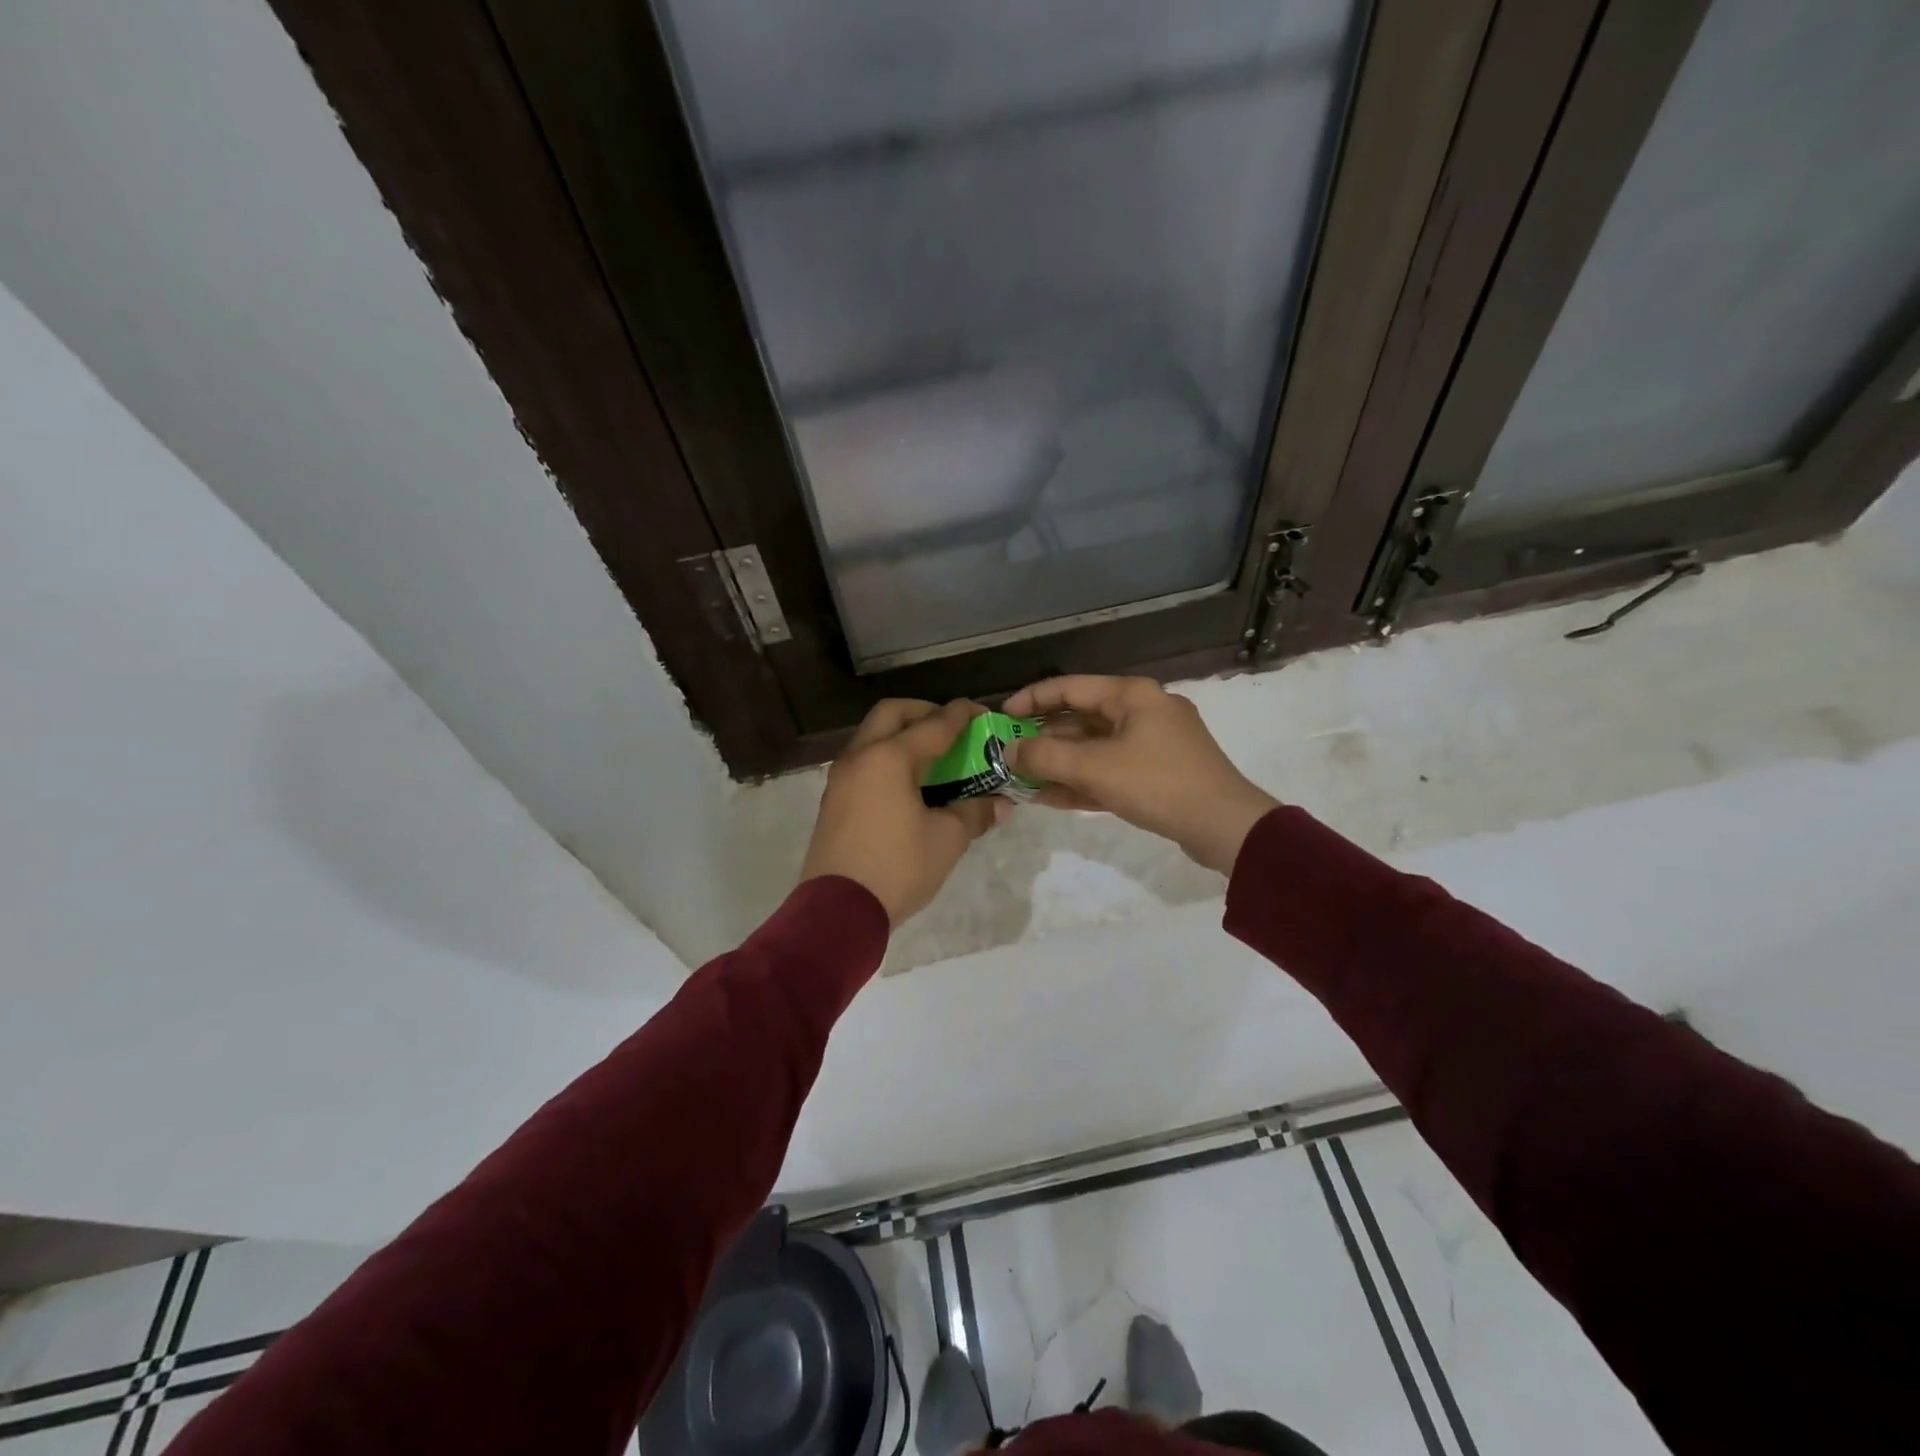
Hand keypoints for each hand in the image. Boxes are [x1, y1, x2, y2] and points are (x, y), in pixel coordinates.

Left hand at [800, 699, 1005, 923]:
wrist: (838, 911)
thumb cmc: (897, 868)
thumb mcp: (946, 840)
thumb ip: (974, 813)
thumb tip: (1000, 804)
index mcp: (889, 758)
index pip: (934, 724)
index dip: (962, 715)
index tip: (981, 711)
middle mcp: (861, 756)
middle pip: (892, 714)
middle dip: (924, 712)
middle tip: (950, 728)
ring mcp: (841, 777)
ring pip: (872, 736)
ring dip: (901, 735)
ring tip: (932, 756)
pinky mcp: (833, 799)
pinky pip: (863, 761)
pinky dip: (887, 757)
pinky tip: (908, 783)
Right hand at [1004, 676, 1277, 874]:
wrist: (1225, 826)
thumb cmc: (1157, 784)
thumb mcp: (1095, 769)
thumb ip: (1046, 757)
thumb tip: (1009, 750)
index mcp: (1132, 695)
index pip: (1070, 687)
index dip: (1031, 699)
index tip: (1001, 717)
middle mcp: (1144, 710)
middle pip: (1082, 717)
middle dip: (1044, 739)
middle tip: (1010, 755)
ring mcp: (1154, 743)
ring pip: (1095, 747)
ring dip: (1060, 764)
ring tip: (1024, 780)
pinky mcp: (1160, 772)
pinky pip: (1112, 768)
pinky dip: (1084, 780)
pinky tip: (1053, 798)